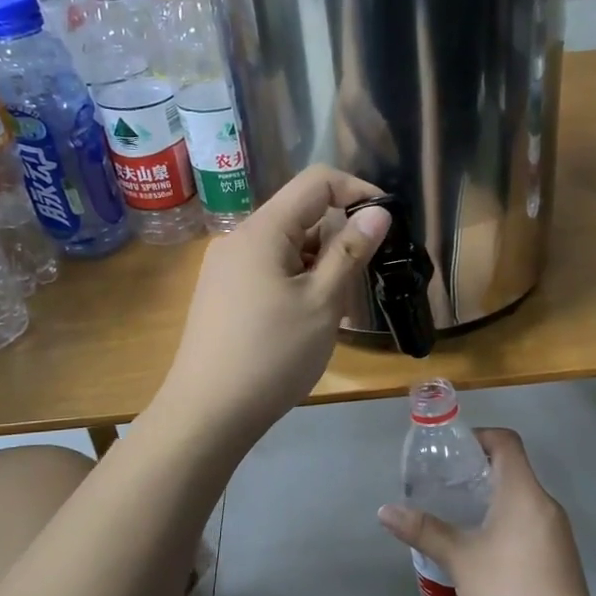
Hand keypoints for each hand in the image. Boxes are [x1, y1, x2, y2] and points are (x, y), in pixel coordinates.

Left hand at [157, 166, 390, 447]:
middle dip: (339, 238)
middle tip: (361, 282)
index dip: (357, 191)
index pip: (317, 182)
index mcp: (262, 230)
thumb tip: (378, 212)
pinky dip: (297, 282)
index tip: (388, 223)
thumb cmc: (272, 355)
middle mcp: (239, 239)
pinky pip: (269, 271)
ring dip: (319, 265)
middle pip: (300, 215)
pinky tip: (306, 322)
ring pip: (286, 247)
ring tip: (333, 312)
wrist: (207, 413)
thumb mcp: (322, 303)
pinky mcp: (223, 295)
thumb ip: (350, 251)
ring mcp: (226, 268)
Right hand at [377, 429, 595, 595]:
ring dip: (492, 502)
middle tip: (445, 488)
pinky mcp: (560, 556)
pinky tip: (484, 553)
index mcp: (523, 492)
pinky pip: (530, 525)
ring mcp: (557, 532)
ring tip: (459, 521)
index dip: (479, 437)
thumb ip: (424, 531)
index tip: (452, 453)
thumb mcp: (459, 559)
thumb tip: (385, 511)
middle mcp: (545, 504)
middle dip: (478, 473)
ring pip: (522, 501)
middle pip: (513, 471)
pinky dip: (506, 525)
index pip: (506, 442)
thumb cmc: (509, 589)